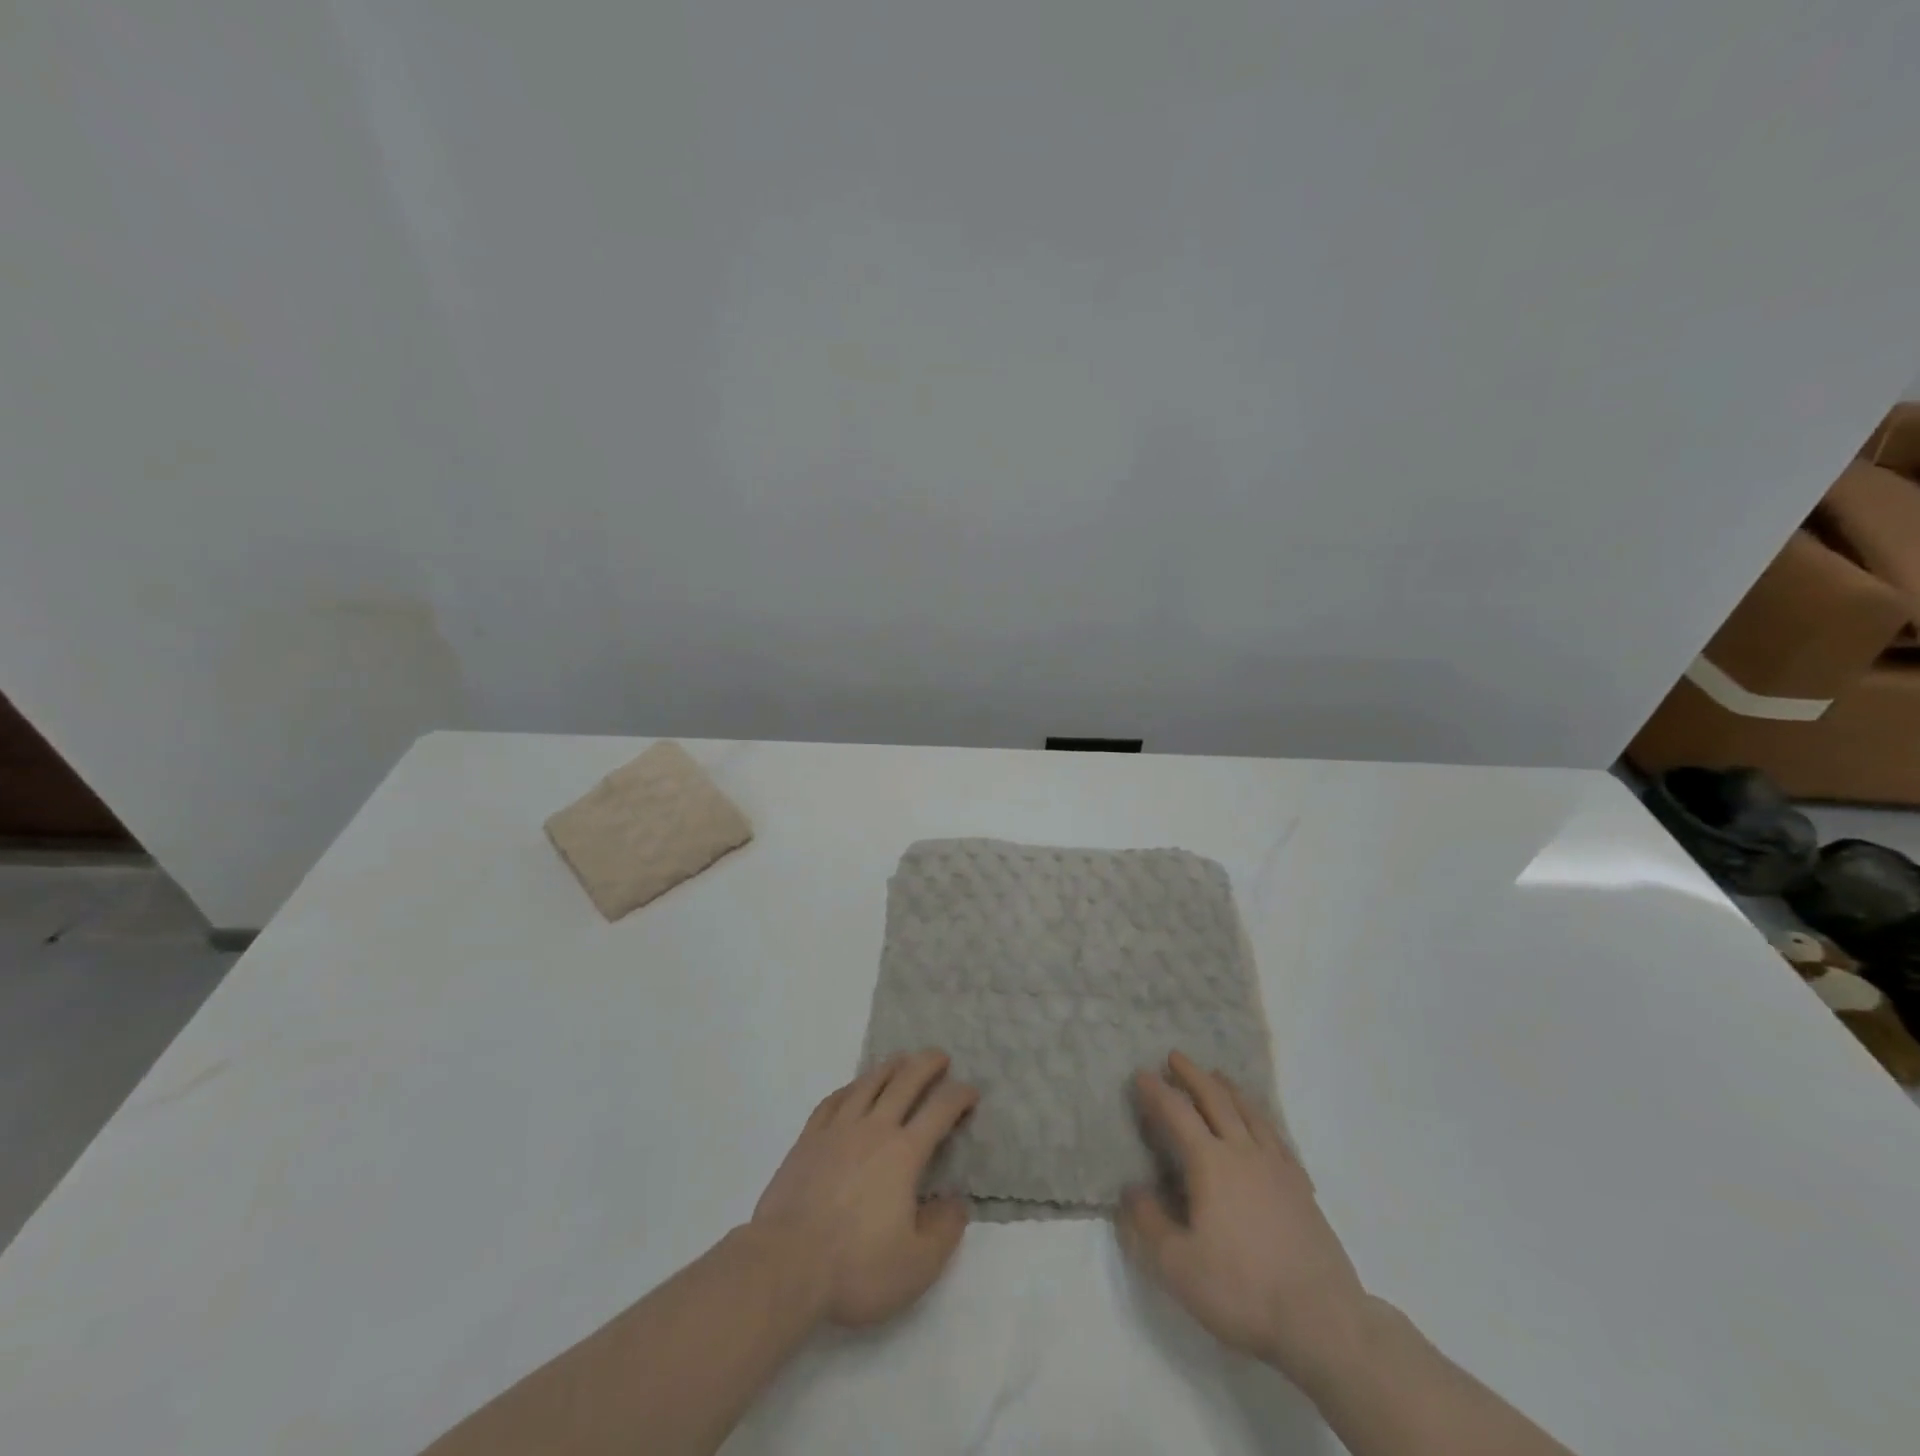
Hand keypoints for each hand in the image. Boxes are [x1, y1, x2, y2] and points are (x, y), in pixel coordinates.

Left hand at [750, 1049, 977, 1328]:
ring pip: (868, 1084)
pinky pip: (833, 1101)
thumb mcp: (916, 1265)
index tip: (971, 1091)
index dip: (959, 1096)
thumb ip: (944, 1231)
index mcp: (904, 1154)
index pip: (939, 1111)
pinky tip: (853, 1088)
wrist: (785, 1265)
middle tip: (940, 1056)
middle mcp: (873, 1129)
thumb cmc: (856, 1268)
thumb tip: (958, 1202)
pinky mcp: (808, 1140)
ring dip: (890, 1067)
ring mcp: (837, 1130)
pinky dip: (850, 1088)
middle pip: (904, 1082)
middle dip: (926, 1064)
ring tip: (902, 1059)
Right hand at [1118, 1051, 1369, 1385]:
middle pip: (1216, 1101)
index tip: (1141, 1074)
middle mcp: (1243, 1153)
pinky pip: (1277, 1138)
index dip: (1156, 1091)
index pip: (1177, 1113)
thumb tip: (1131, 1190)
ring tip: (1217, 1076)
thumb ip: (1149, 1223)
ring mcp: (1278, 1168)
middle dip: (1193, 1076)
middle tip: (1176, 1057)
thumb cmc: (1242, 1290)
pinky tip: (1261, 1126)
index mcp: (1210, 1163)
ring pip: (1250, 1114)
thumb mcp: (1179, 1265)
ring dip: (1229, 1090)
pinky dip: (1262, 1120)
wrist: (1323, 1321)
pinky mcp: (1302, 1189)